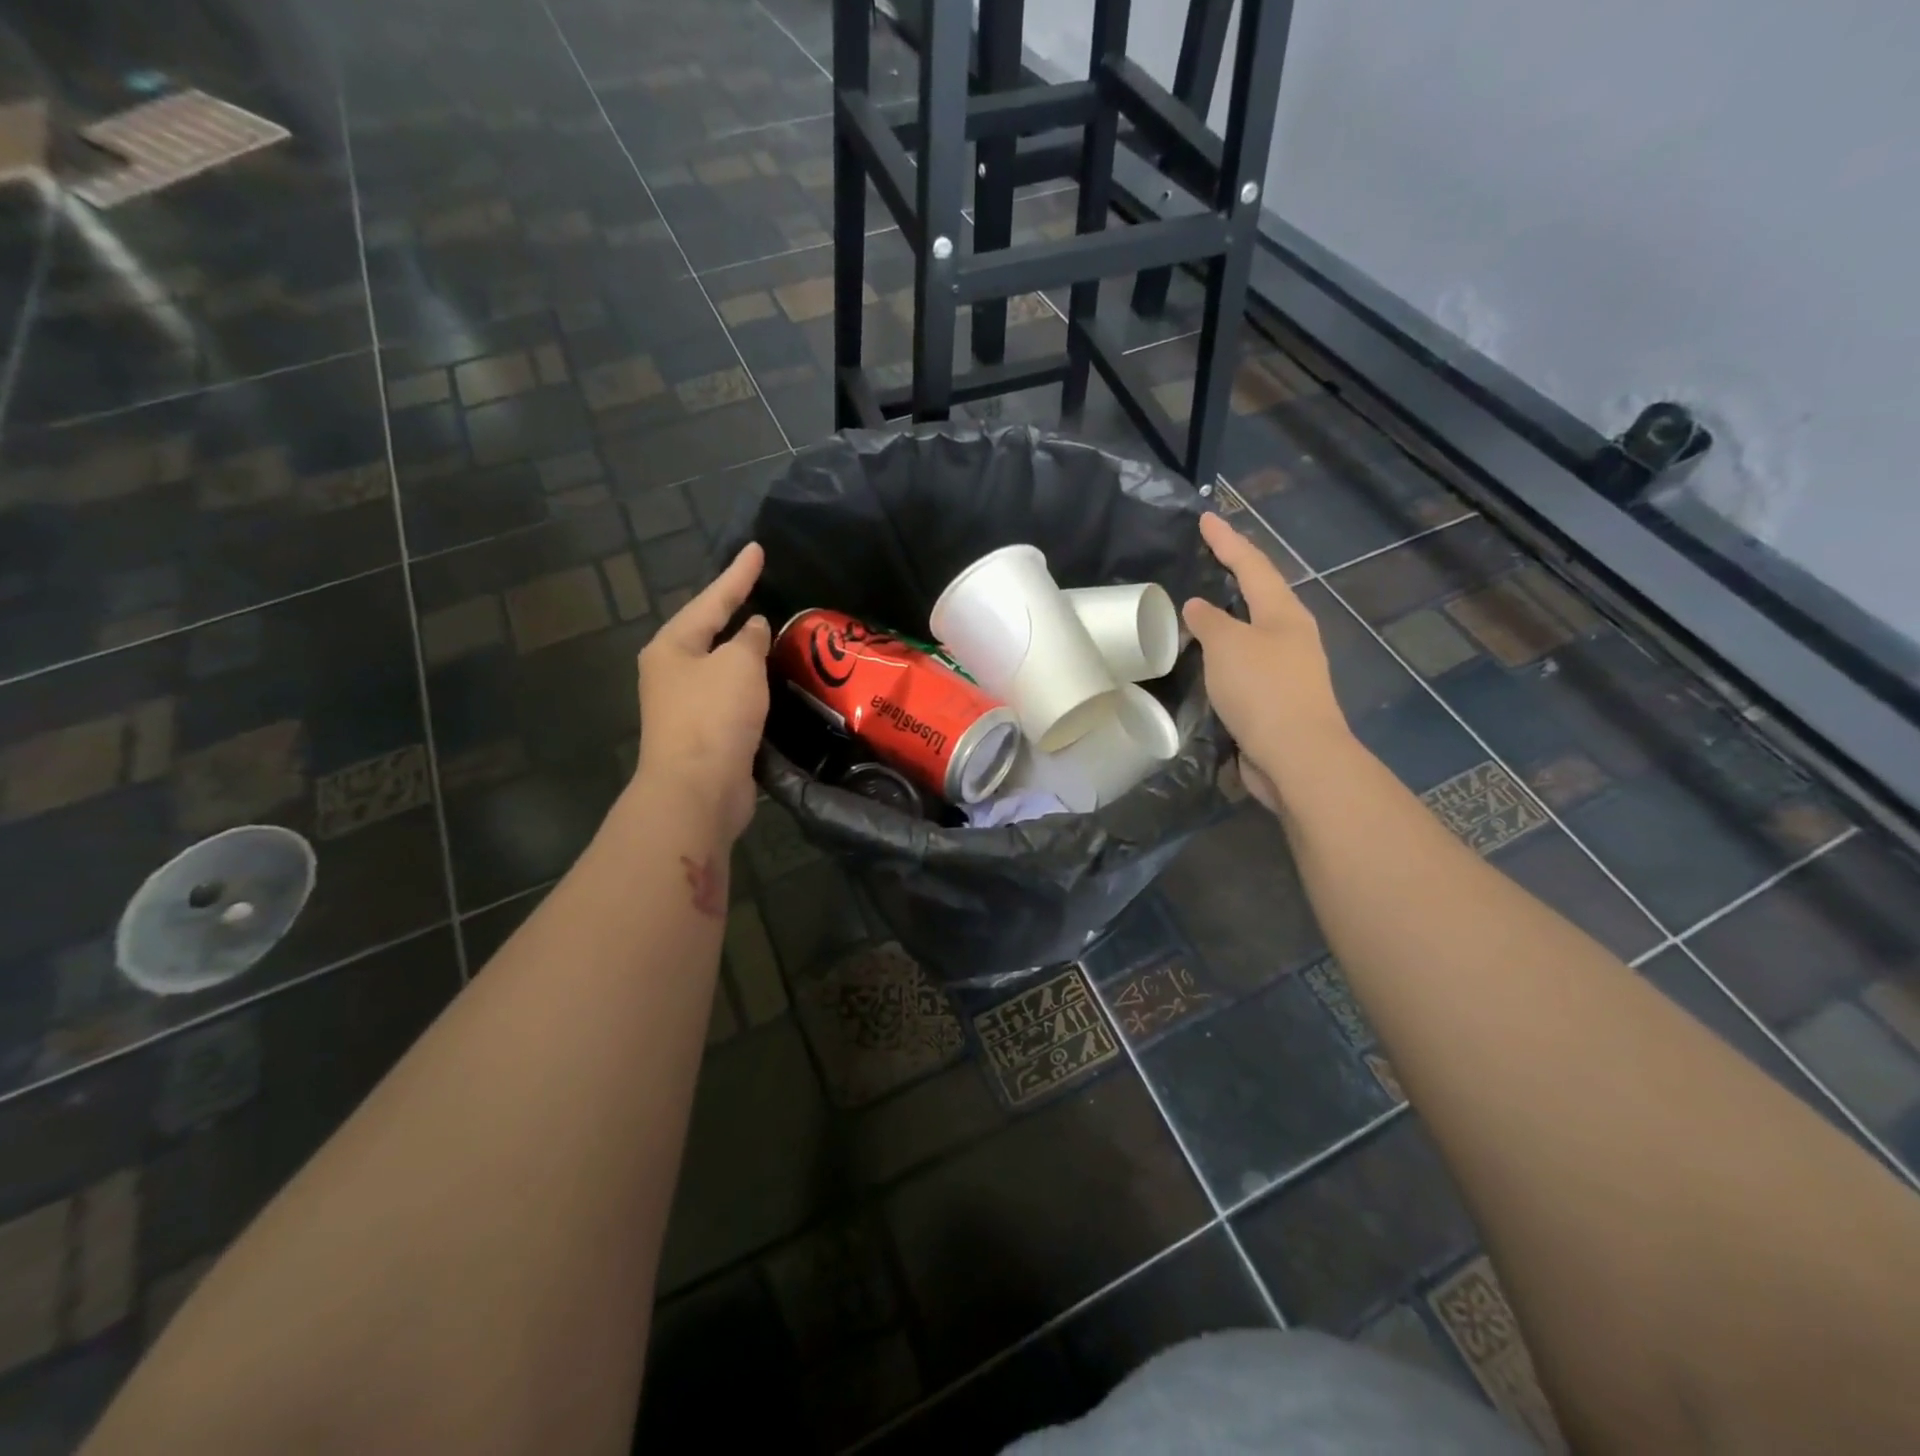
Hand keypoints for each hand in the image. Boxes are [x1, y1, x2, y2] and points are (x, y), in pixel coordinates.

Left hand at [634, 543, 770, 842]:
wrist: (697, 789)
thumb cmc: (713, 716)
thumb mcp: (738, 664)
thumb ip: (750, 639)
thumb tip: (753, 629)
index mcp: (672, 646)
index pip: (711, 599)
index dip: (738, 574)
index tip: (757, 549)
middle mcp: (672, 671)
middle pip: (709, 632)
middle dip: (735, 611)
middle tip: (762, 588)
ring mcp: (685, 705)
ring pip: (722, 667)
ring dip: (746, 652)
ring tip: (773, 632)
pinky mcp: (705, 734)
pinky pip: (732, 697)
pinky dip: (751, 685)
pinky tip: (772, 681)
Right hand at [1183, 512, 1352, 813]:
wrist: (1297, 756)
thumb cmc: (1263, 690)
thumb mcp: (1228, 646)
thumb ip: (1210, 622)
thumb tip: (1199, 607)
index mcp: (1284, 613)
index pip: (1252, 565)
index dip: (1227, 542)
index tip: (1206, 518)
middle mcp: (1291, 635)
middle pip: (1260, 595)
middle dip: (1235, 575)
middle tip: (1207, 560)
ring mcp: (1288, 668)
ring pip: (1253, 631)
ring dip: (1229, 619)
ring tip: (1200, 611)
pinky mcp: (1278, 699)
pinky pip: (1246, 664)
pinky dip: (1226, 655)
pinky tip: (1209, 662)